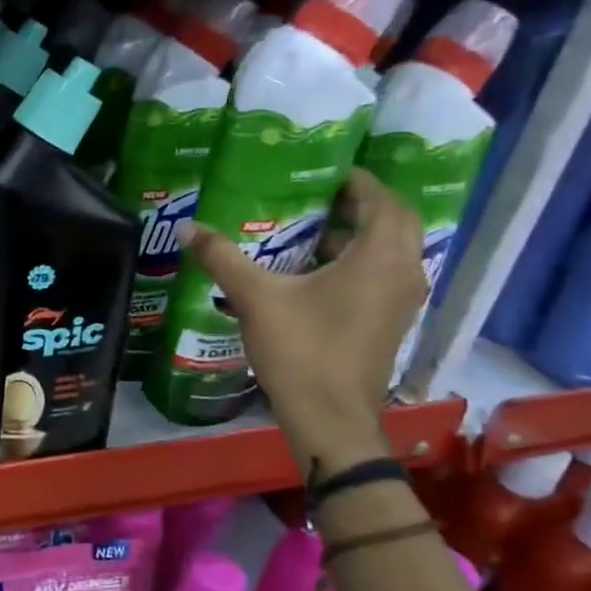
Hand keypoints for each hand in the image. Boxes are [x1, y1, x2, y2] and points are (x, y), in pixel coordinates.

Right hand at [180, 170, 425, 473]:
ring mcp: (401, 301)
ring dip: (360, 235)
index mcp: (380, 257)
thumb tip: (187, 227)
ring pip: (391, 251)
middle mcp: (403, 273)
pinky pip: (383, 275)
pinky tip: (315, 273)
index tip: (325, 171)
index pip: (382, 200)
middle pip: (395, 223)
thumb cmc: (302, 351)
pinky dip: (358, 262)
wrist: (330, 418)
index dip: (357, 181)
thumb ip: (223, 258)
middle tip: (319, 197)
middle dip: (361, 205)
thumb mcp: (256, 298)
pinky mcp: (390, 323)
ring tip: (312, 230)